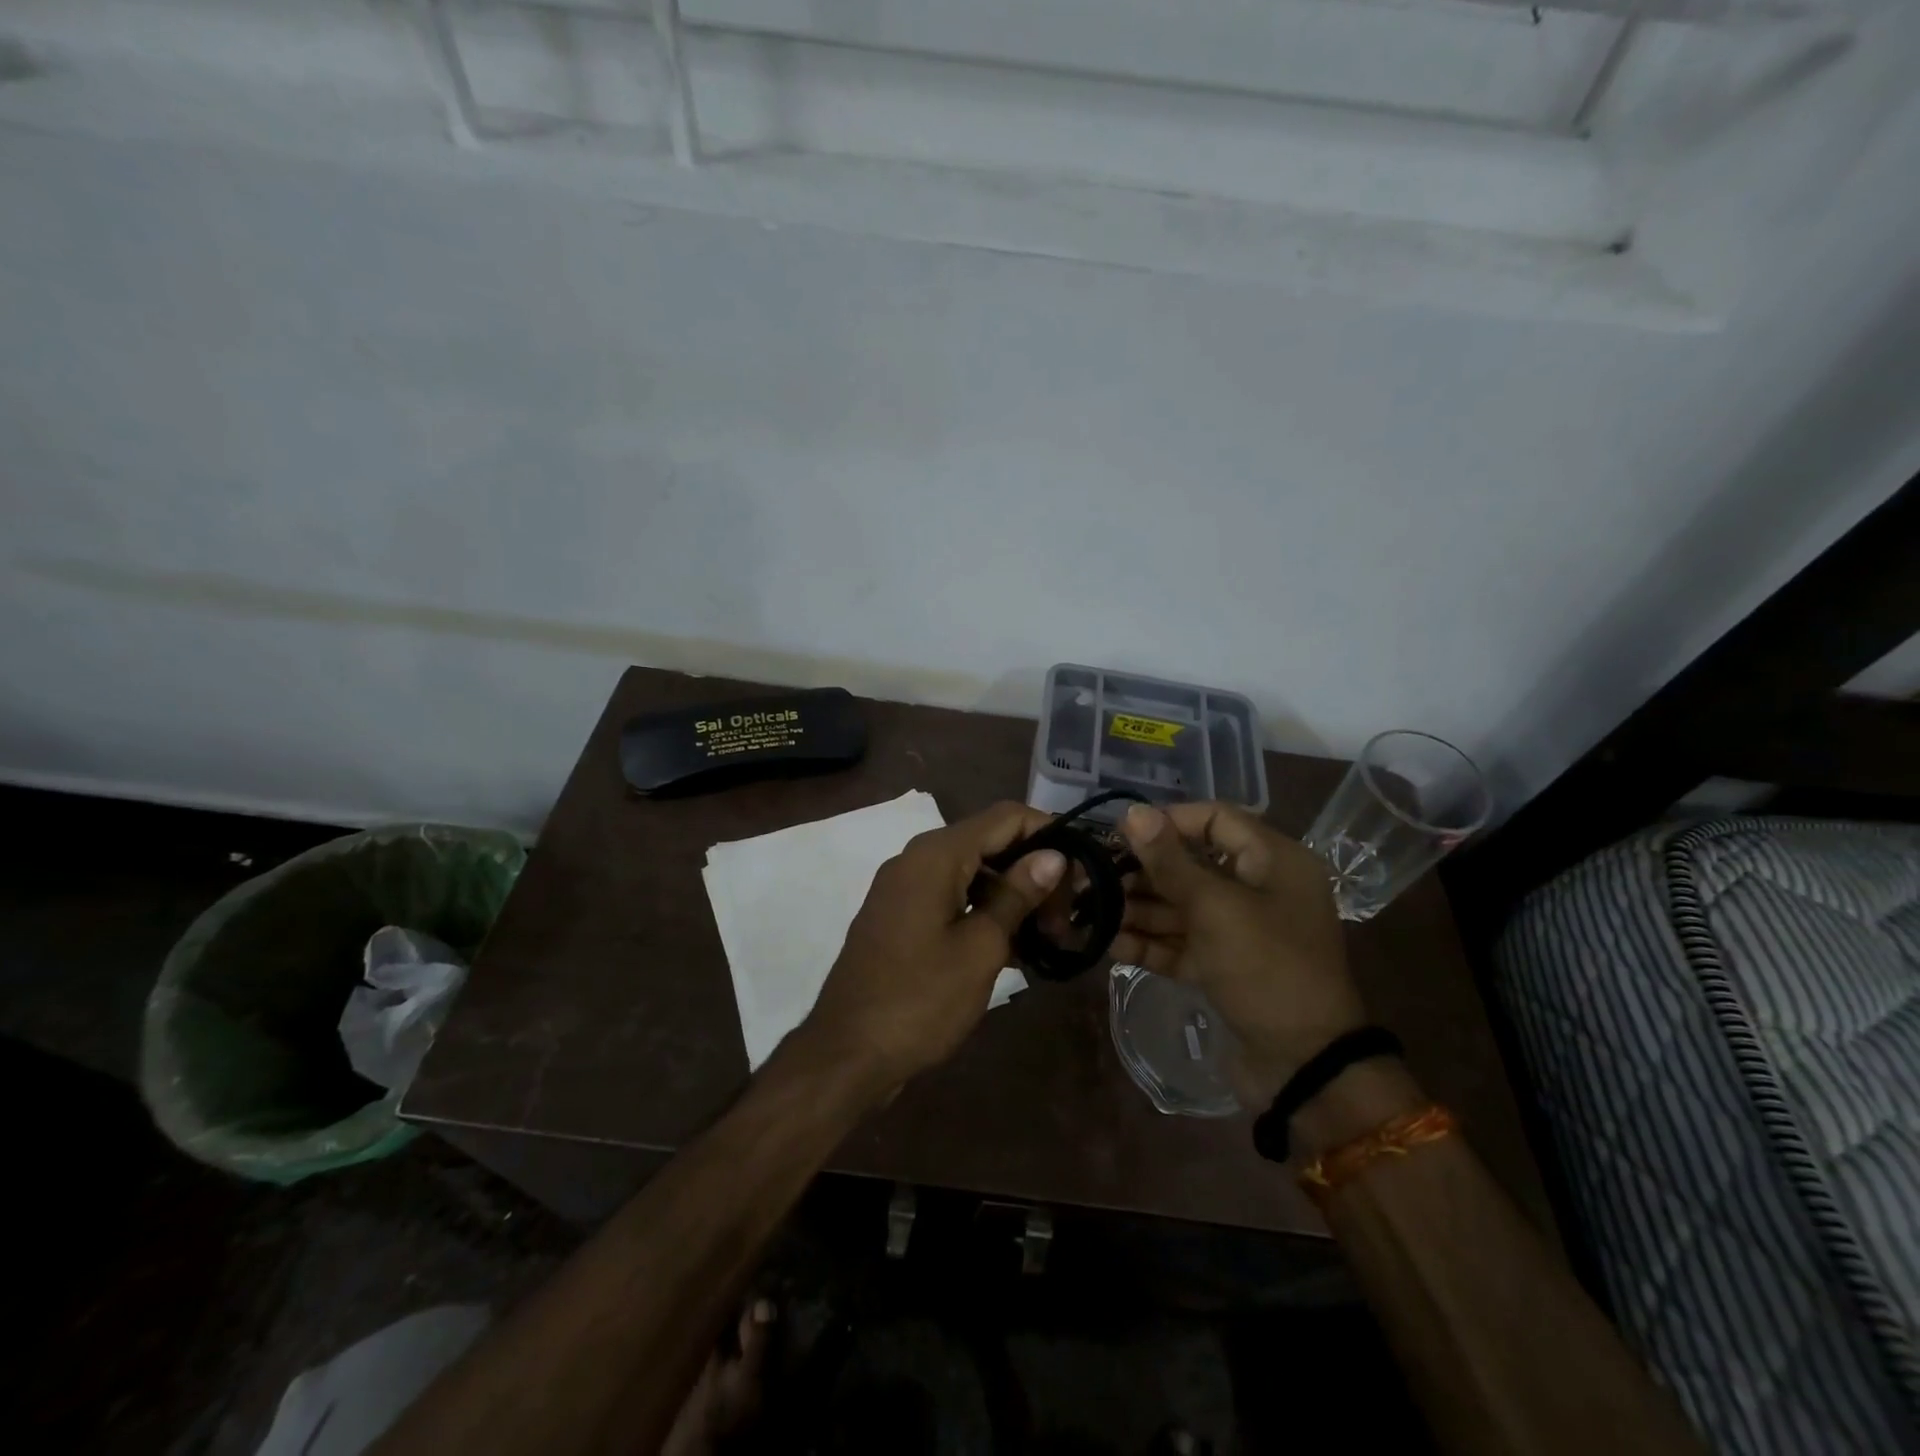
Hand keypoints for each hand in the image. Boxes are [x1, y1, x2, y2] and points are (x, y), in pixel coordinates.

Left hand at [800, 801, 1065, 1100]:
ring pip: (972, 874)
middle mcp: (917, 859)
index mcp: (936, 855)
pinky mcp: (900, 916)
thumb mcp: (980, 948)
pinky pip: (951, 898)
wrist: (847, 1053)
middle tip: (1065, 920)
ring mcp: (904, 888)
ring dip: (1011, 898)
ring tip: (1048, 939)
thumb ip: (1018, 895)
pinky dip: (983, 914)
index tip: (1081, 871)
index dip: (1049, 833)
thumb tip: (1053, 855)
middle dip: (1033, 873)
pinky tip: (1014, 950)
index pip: (1006, 817)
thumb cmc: (920, 999)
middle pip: (990, 843)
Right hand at [1112, 802, 1365, 1105]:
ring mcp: (1240, 932)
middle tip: (1094, 876)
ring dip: (1139, 908)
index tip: (1120, 833)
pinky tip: (1110, 944)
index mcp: (1274, 862)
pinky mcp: (1224, 968)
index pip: (1215, 819)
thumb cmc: (1266, 968)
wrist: (1305, 1068)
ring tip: (1093, 911)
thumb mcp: (1215, 908)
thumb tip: (1133, 812)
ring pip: (1182, 906)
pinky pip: (1182, 944)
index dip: (1168, 821)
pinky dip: (1150, 943)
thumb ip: (1170, 861)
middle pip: (1192, 865)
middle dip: (1143, 871)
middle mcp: (1258, 890)